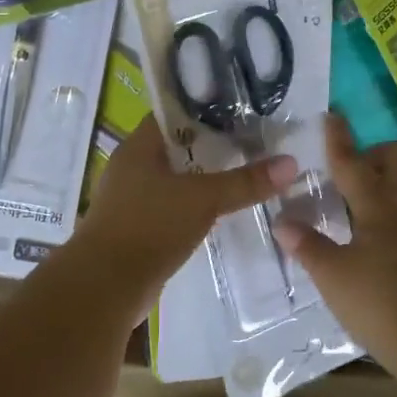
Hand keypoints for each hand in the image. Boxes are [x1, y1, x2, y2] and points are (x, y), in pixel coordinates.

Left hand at [75, 119, 297, 289]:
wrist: (106, 286)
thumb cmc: (150, 227)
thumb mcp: (203, 199)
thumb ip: (245, 182)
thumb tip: (290, 163)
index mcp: (138, 147)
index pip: (174, 115)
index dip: (206, 110)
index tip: (241, 112)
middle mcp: (131, 167)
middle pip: (177, 148)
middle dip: (212, 147)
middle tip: (253, 145)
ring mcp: (131, 200)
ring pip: (175, 180)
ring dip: (204, 180)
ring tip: (244, 176)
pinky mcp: (137, 228)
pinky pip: (171, 207)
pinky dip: (193, 207)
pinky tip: (220, 212)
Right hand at [274, 113, 396, 356]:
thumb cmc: (379, 302)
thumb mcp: (332, 276)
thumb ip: (307, 245)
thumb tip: (282, 222)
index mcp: (378, 204)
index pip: (352, 161)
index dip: (338, 139)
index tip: (331, 116)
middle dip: (374, 152)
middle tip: (351, 171)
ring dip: (393, 175)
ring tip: (370, 197)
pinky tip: (391, 228)